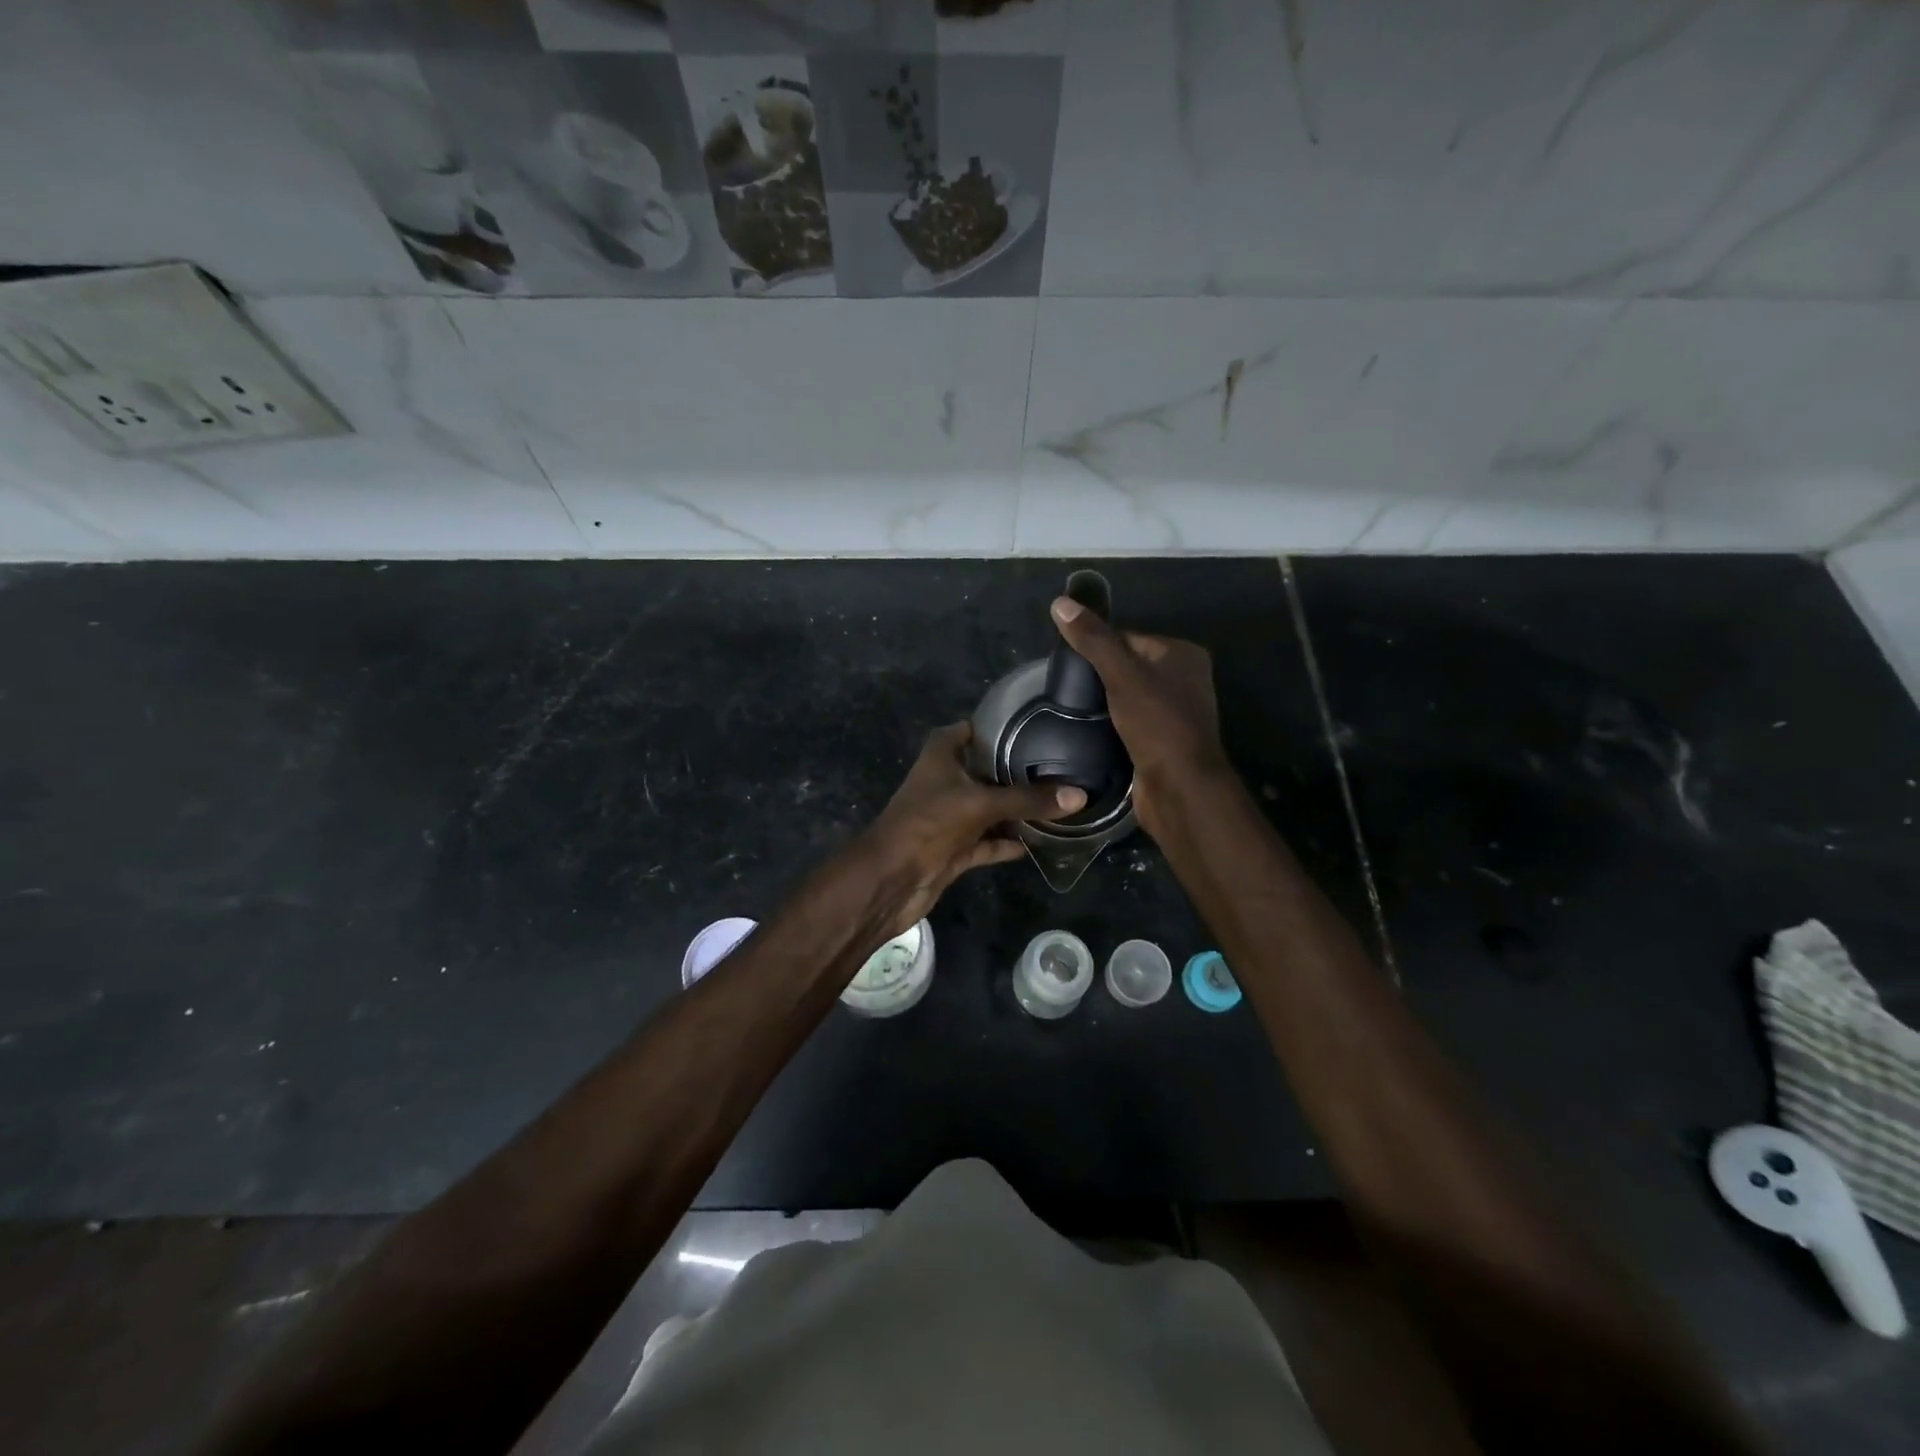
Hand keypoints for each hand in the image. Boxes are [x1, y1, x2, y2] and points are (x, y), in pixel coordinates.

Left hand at [860, 722, 1084, 936]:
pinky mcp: (955, 849)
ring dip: (1015, 809)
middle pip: (984, 770)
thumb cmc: (928, 824)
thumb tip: (1079, 795)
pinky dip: (1009, 842)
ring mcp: (950, 818)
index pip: (969, 730)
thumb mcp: (980, 804)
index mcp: (940, 757)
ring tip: (1058, 801)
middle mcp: (945, 782)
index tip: (1033, 725)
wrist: (891, 879)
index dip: (996, 726)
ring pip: (989, 808)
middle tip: (1059, 764)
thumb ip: (1027, 799)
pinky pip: (988, 841)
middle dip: (1015, 770)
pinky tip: (1041, 841)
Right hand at [1049, 597, 1226, 838]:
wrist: (1178, 786)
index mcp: (1183, 654)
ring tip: (1072, 706)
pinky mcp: (1162, 740)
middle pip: (1128, 665)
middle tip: (1067, 685)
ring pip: (1127, 695)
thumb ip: (1093, 639)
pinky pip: (1130, 721)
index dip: (1098, 646)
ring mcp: (1174, 712)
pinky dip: (1111, 723)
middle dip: (1099, 675)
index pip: (1129, 637)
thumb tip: (1059, 603)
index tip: (1068, 661)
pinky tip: (1088, 728)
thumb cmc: (1156, 723)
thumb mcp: (1121, 674)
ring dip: (1103, 701)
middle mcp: (1184, 679)